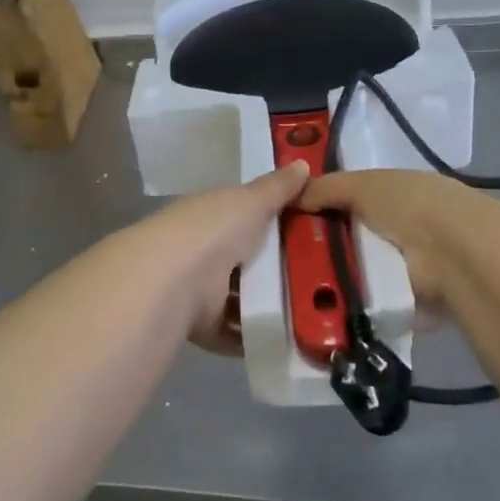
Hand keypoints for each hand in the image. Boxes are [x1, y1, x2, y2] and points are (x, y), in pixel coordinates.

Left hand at [117, 162, 308, 353]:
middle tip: (324, 277)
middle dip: (277, 270)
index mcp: (212, 217)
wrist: (176, 279)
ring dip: (269, 307)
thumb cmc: (214, 229)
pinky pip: (235, 333)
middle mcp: (204, 252)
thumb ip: (277, 188)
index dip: (273, 223)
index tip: (312, 232)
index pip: (244, 218)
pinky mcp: (203, 326)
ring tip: (315, 312)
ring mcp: (200, 291)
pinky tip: (289, 337)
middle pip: (246, 262)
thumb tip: (303, 163)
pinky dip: (255, 337)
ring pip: (241, 299)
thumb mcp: (251, 200)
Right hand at [298, 170, 488, 309]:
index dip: (323, 210)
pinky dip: (354, 307)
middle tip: (291, 263)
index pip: (352, 201)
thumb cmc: (408, 206)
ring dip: (338, 281)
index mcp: (397, 194)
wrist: (455, 254)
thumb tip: (292, 195)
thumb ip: (325, 188)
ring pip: (361, 273)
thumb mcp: (361, 184)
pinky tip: (328, 310)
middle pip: (353, 239)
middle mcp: (405, 228)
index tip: (291, 224)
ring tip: (303, 291)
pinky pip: (372, 303)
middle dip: (326, 250)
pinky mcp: (412, 302)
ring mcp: (411, 267)